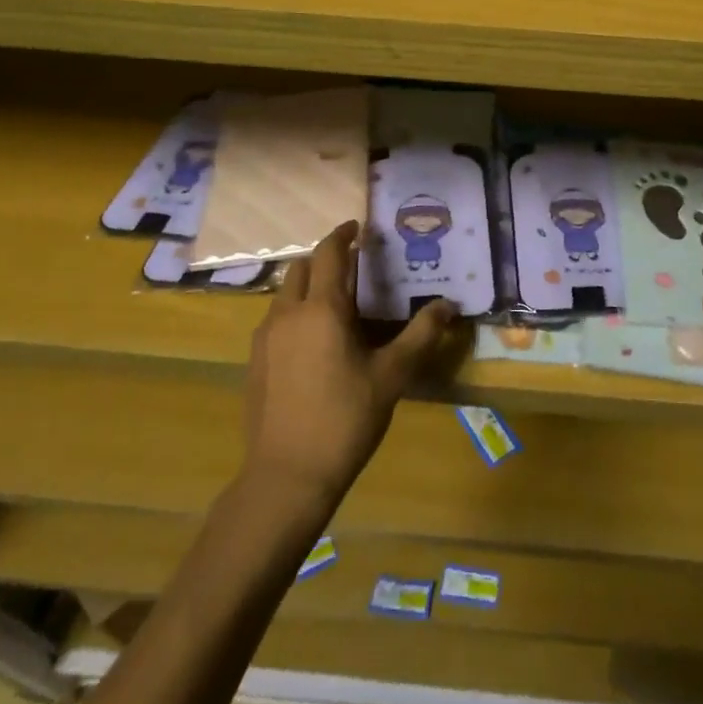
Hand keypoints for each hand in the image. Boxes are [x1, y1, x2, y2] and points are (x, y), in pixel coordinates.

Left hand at [243, 221, 454, 509]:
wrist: (286, 477)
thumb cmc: (345, 419)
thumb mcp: (392, 376)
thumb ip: (421, 335)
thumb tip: (448, 306)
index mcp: (322, 309)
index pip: (328, 253)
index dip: (342, 234)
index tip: (358, 226)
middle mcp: (287, 314)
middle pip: (301, 268)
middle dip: (324, 258)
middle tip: (351, 265)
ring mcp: (264, 338)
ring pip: (284, 294)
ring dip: (308, 286)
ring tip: (335, 302)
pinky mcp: (254, 362)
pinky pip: (275, 320)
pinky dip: (294, 311)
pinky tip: (313, 341)